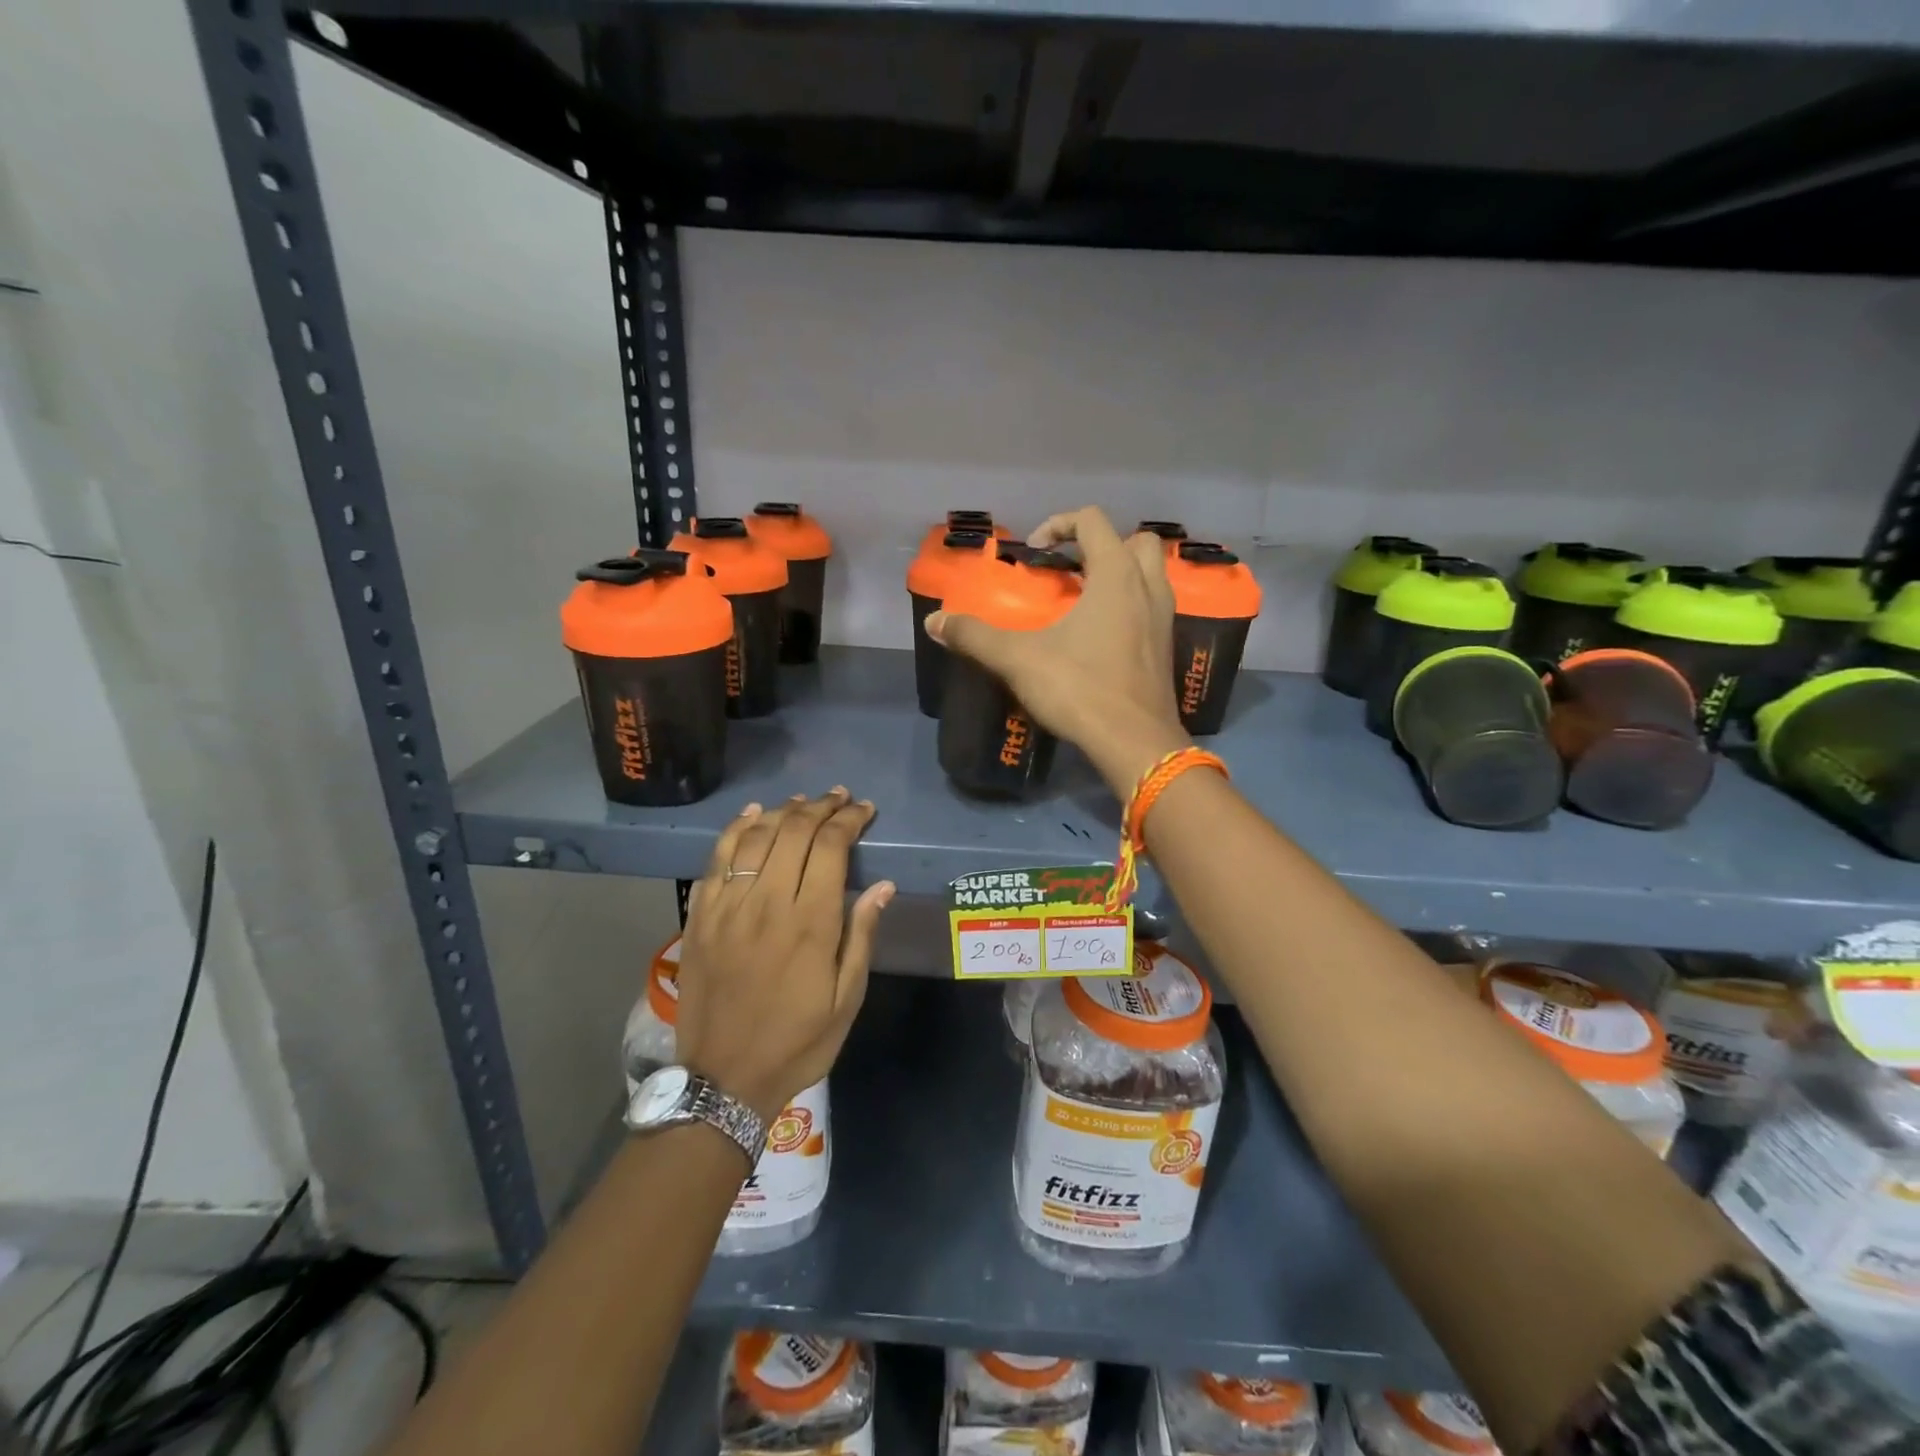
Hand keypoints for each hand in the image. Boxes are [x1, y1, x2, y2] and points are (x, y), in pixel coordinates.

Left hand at [674, 790, 895, 1123]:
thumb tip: (884, 886)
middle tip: (839, 797)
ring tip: (802, 802)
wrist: (723, 1079)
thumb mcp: (846, 999)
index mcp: (810, 922)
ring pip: (755, 837)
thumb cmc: (797, 1042)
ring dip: (782, 811)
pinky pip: (717, 859)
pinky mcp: (700, 917)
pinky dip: (735, 830)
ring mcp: (728, 907)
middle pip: (793, 831)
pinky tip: (751, 816)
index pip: (831, 847)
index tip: (864, 809)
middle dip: (820, 807)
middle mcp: (767, 902)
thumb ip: (862, 936)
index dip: (849, 820)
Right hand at [926, 506, 1191, 793]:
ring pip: (1151, 574)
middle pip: (1135, 541)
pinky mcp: (1166, 647)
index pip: (1093, 521)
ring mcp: (1163, 618)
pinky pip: (1152, 607)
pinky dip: (1130, 605)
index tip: (1035, 551)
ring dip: (1121, 574)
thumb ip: (975, 637)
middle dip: (1102, 544)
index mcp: (1116, 576)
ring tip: (1085, 597)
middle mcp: (1148, 588)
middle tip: (1071, 569)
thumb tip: (934, 622)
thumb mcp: (1019, 660)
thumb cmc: (1080, 689)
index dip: (1059, 524)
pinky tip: (1101, 634)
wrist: (1135, 742)